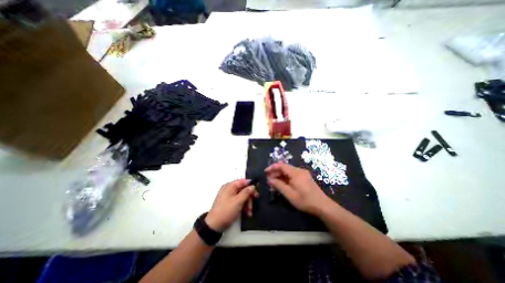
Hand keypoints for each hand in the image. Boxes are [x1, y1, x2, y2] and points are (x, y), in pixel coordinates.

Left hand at [206, 179, 257, 231]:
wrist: (215, 226)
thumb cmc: (226, 211)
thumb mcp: (238, 201)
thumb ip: (246, 192)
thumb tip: (252, 186)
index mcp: (230, 186)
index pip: (243, 182)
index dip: (250, 186)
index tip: (256, 193)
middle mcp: (230, 189)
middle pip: (244, 190)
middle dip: (249, 198)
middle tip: (254, 203)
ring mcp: (230, 197)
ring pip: (243, 197)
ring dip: (248, 204)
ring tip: (249, 212)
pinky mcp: (230, 204)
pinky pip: (240, 202)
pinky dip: (244, 207)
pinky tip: (247, 213)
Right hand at [266, 162, 333, 214]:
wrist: (322, 206)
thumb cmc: (305, 200)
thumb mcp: (289, 194)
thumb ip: (278, 185)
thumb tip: (270, 179)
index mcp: (295, 173)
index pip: (281, 165)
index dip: (272, 167)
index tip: (265, 172)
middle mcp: (299, 170)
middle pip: (284, 168)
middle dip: (275, 173)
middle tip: (268, 180)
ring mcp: (303, 174)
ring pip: (288, 172)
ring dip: (280, 176)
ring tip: (274, 184)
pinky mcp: (305, 178)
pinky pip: (292, 175)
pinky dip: (286, 178)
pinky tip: (282, 185)